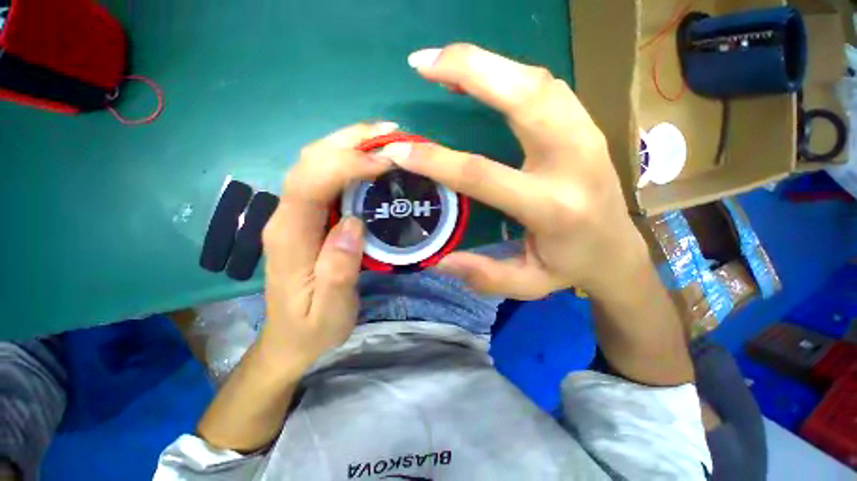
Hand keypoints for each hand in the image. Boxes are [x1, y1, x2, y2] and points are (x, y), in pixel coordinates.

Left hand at [258, 122, 397, 373]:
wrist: (287, 341)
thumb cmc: (310, 330)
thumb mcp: (330, 313)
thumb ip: (338, 271)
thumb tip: (353, 223)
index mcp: (289, 238)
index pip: (309, 183)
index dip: (345, 164)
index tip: (385, 162)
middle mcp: (283, 217)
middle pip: (307, 162)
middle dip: (347, 141)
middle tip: (392, 133)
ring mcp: (289, 214)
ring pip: (311, 163)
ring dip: (346, 144)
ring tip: (385, 138)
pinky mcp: (299, 217)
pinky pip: (318, 177)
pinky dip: (343, 159)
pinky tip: (367, 158)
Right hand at [389, 44, 645, 299]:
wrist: (619, 247)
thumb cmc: (573, 264)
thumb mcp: (530, 284)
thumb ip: (485, 275)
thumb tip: (436, 259)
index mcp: (553, 208)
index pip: (485, 173)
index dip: (437, 159)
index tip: (398, 147)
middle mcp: (572, 161)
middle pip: (522, 98)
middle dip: (469, 70)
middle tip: (421, 63)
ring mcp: (584, 133)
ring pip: (535, 80)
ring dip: (486, 63)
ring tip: (443, 61)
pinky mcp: (586, 120)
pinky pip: (545, 82)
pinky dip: (508, 68)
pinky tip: (482, 70)